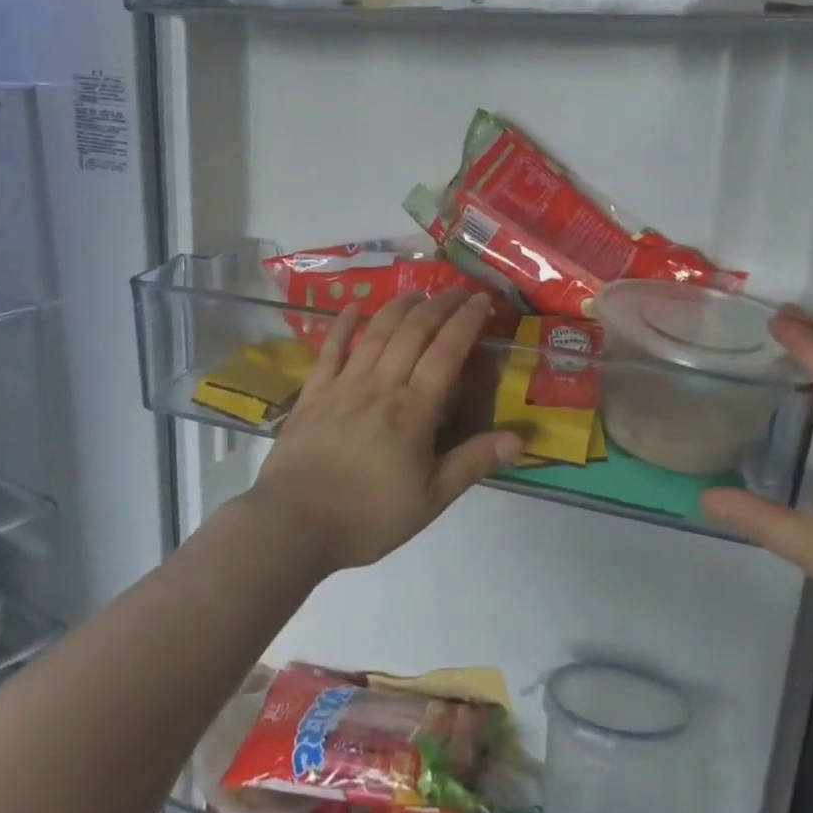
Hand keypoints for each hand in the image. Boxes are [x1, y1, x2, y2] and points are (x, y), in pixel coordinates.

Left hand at [250, 291, 522, 573]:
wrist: (295, 522)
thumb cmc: (368, 516)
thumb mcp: (430, 500)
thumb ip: (471, 463)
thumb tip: (518, 439)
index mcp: (414, 410)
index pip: (446, 352)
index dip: (466, 321)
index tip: (482, 300)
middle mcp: (381, 385)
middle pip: (413, 332)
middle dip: (438, 306)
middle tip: (456, 290)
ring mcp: (343, 384)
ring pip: (377, 332)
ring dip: (399, 307)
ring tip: (417, 292)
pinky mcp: (313, 392)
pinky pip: (330, 348)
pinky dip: (343, 324)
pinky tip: (353, 307)